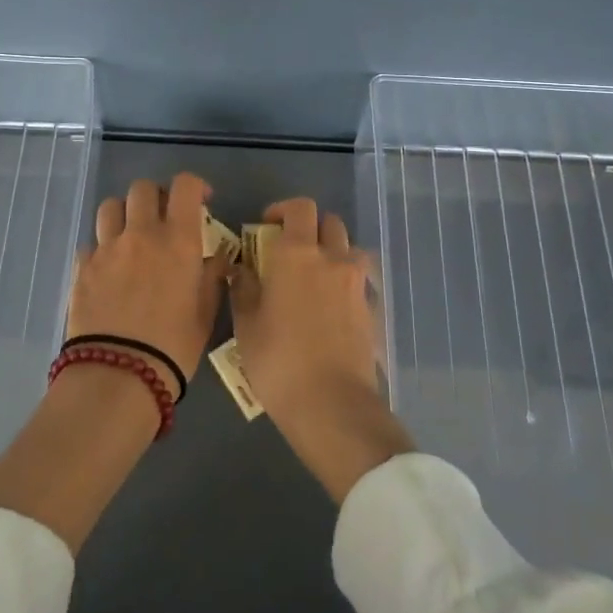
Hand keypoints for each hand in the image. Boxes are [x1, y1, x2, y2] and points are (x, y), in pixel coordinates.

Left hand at [67, 173, 227, 398]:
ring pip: (110, 206)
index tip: (202, 201)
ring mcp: (107, 248)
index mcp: (178, 240)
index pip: (185, 186)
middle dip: (156, 196)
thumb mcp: (205, 313)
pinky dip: (102, 248)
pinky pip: (91, 242)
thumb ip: (212, 277)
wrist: (119, 376)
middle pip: (143, 188)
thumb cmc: (174, 347)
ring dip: (124, 214)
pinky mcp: (82, 267)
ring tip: (131, 235)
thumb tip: (216, 258)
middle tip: (164, 218)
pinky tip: (108, 268)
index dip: (195, 186)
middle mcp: (141, 233)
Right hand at [231, 198, 413, 501]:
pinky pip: (360, 282)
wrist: (332, 404)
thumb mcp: (247, 325)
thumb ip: (243, 289)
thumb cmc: (278, 361)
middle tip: (290, 251)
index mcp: (297, 254)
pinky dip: (346, 283)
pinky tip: (332, 308)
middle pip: (329, 222)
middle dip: (310, 228)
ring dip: (334, 252)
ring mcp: (357, 284)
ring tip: (315, 276)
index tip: (268, 225)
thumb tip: (241, 268)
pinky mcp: (372, 309)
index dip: (284, 210)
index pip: (300, 208)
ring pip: (350, 249)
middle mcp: (332, 259)